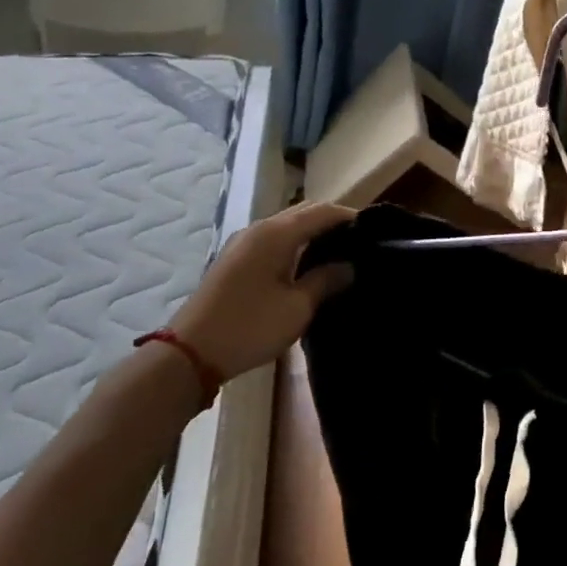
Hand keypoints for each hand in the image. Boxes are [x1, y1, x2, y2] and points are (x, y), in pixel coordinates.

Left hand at [170, 202, 354, 383]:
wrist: (190, 354)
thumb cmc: (250, 327)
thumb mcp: (298, 307)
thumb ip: (327, 280)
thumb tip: (349, 266)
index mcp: (276, 234)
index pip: (322, 211)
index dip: (350, 217)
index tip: (375, 230)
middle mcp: (259, 229)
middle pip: (304, 212)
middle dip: (333, 222)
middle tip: (361, 242)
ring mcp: (243, 243)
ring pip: (287, 226)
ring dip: (313, 234)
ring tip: (340, 254)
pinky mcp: (235, 260)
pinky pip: (274, 240)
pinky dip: (296, 244)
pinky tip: (309, 266)